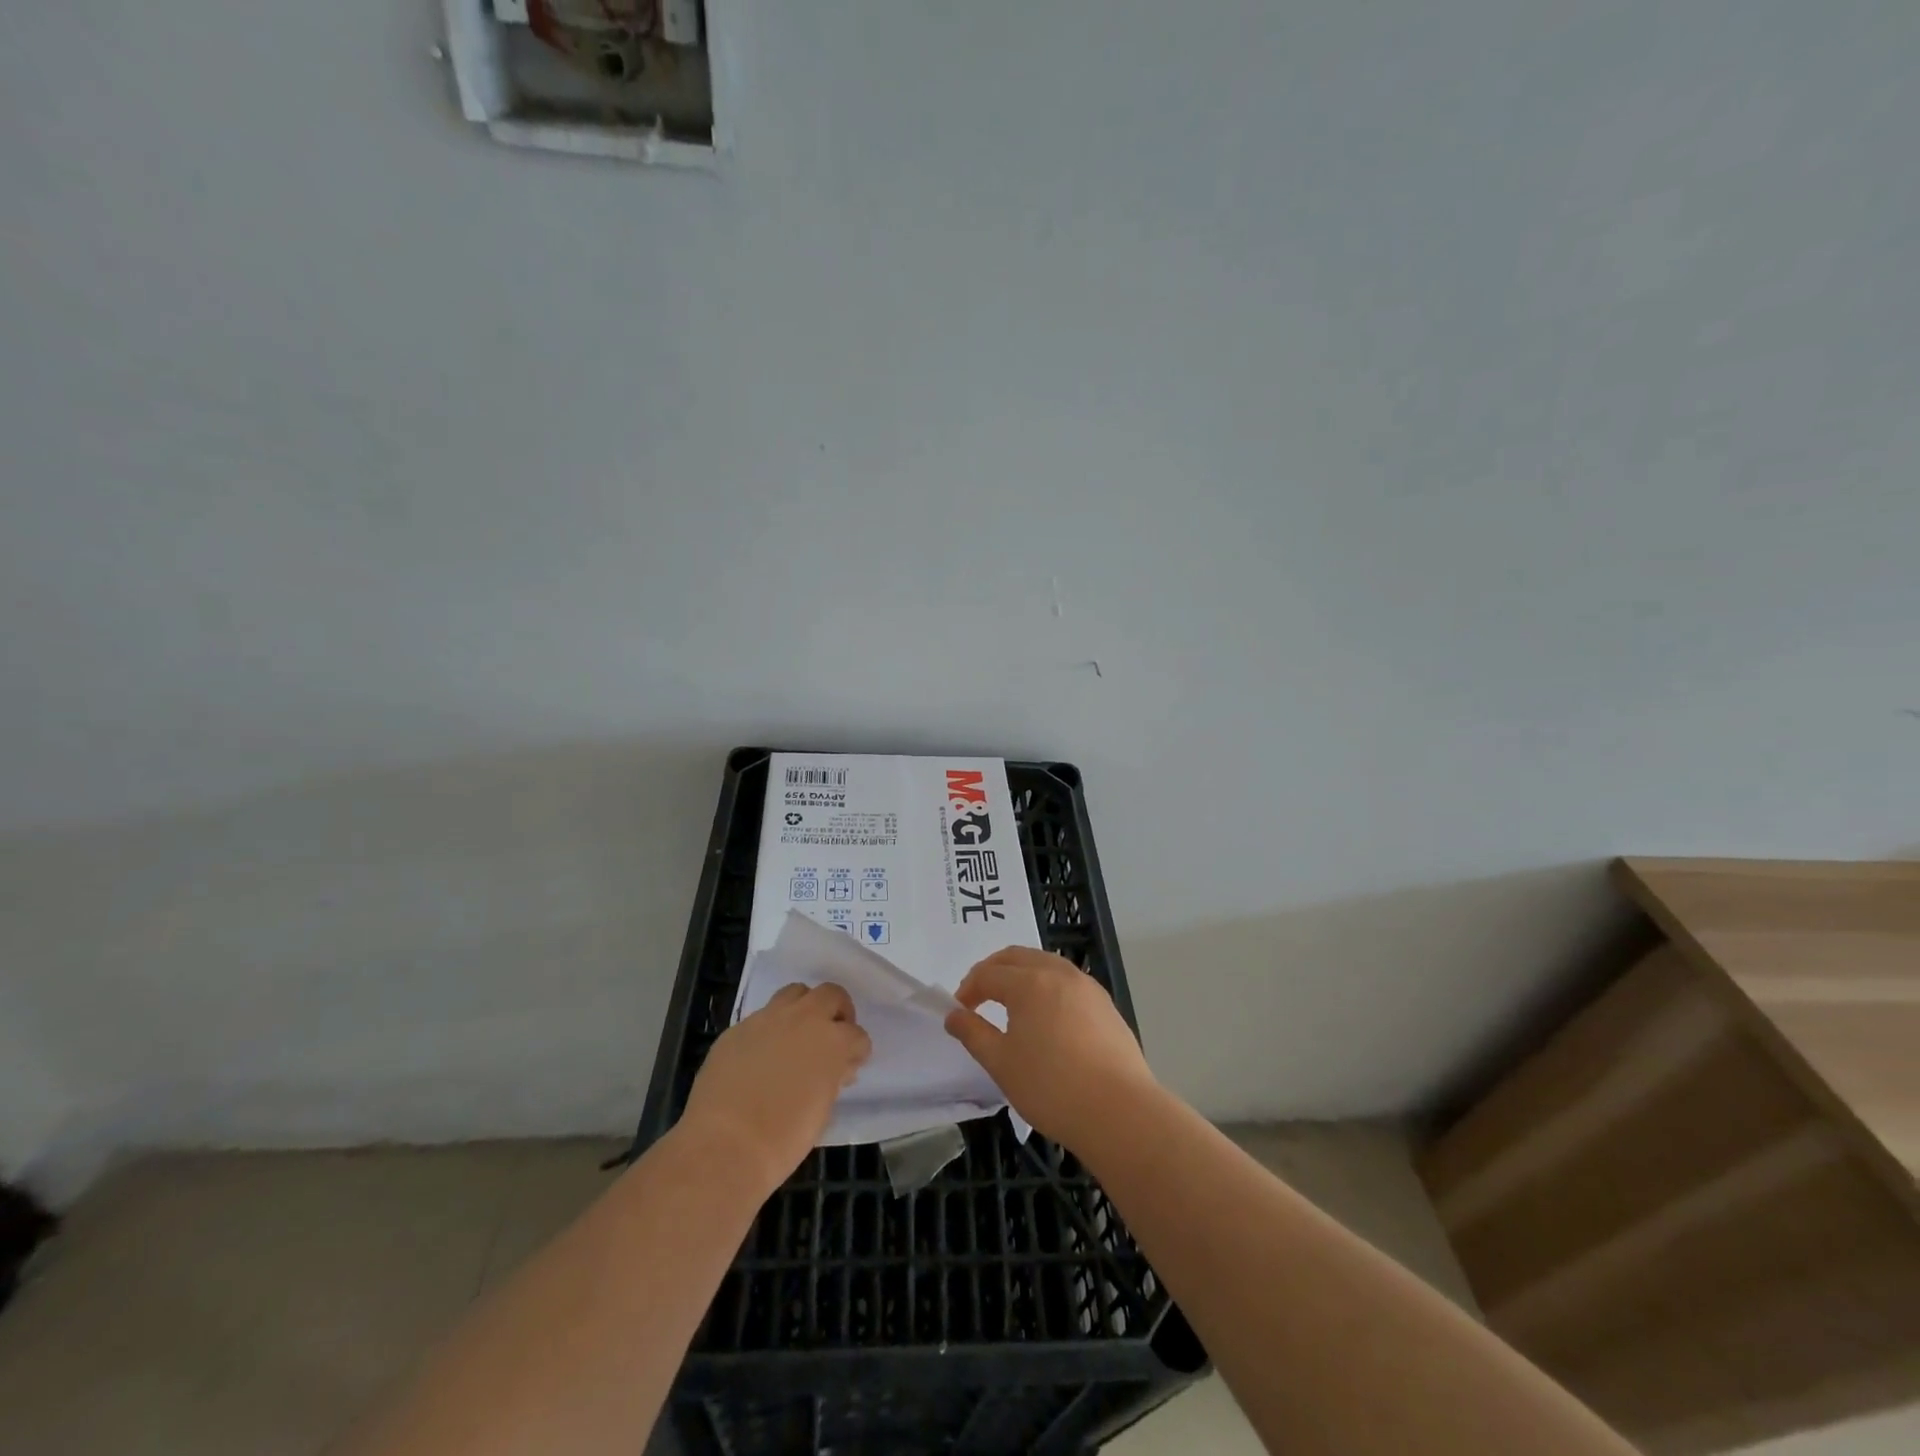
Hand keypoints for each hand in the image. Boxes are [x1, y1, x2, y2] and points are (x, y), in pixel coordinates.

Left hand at [680, 984, 871, 1195]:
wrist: (724, 1145)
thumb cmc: (783, 1139)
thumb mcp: (822, 1111)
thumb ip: (832, 1079)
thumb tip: (836, 1070)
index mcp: (832, 1041)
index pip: (857, 1035)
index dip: (857, 1051)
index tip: (850, 1066)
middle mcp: (803, 1019)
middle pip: (830, 995)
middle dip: (837, 1011)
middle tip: (832, 1035)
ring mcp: (767, 1019)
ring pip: (795, 993)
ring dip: (803, 1008)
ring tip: (798, 1034)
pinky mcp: (737, 1028)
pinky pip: (762, 1017)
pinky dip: (770, 1029)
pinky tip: (762, 1055)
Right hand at [943, 947, 1157, 1153]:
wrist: (1119, 1111)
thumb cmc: (1051, 1087)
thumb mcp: (1001, 1063)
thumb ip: (973, 1033)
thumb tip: (953, 1015)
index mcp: (1029, 982)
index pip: (988, 974)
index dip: (968, 989)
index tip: (959, 1012)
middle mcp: (1058, 973)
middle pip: (1017, 957)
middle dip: (993, 971)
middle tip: (978, 997)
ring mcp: (1086, 986)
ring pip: (1045, 963)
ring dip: (1021, 974)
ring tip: (1011, 1004)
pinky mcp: (1105, 1004)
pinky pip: (1067, 981)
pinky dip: (1047, 986)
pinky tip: (1046, 1016)